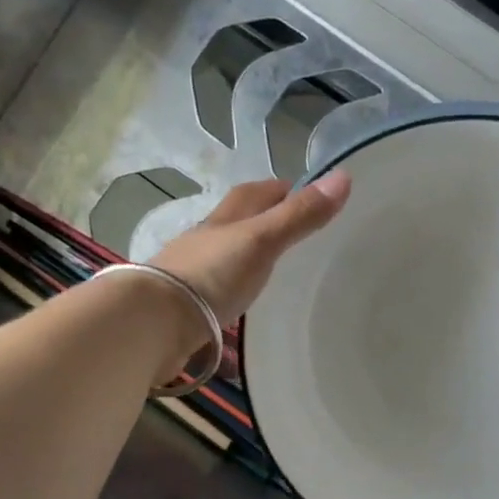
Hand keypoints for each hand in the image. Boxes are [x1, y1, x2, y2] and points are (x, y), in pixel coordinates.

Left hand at [151, 172, 350, 324]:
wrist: (154, 322)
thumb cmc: (212, 274)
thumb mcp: (262, 241)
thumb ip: (300, 215)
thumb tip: (344, 177)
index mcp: (226, 218)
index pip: (255, 193)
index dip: (280, 189)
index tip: (307, 193)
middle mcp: (207, 239)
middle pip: (238, 220)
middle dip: (264, 218)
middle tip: (296, 229)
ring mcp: (195, 272)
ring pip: (227, 254)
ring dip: (247, 254)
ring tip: (276, 265)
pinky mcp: (189, 305)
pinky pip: (218, 288)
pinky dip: (234, 287)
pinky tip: (245, 299)